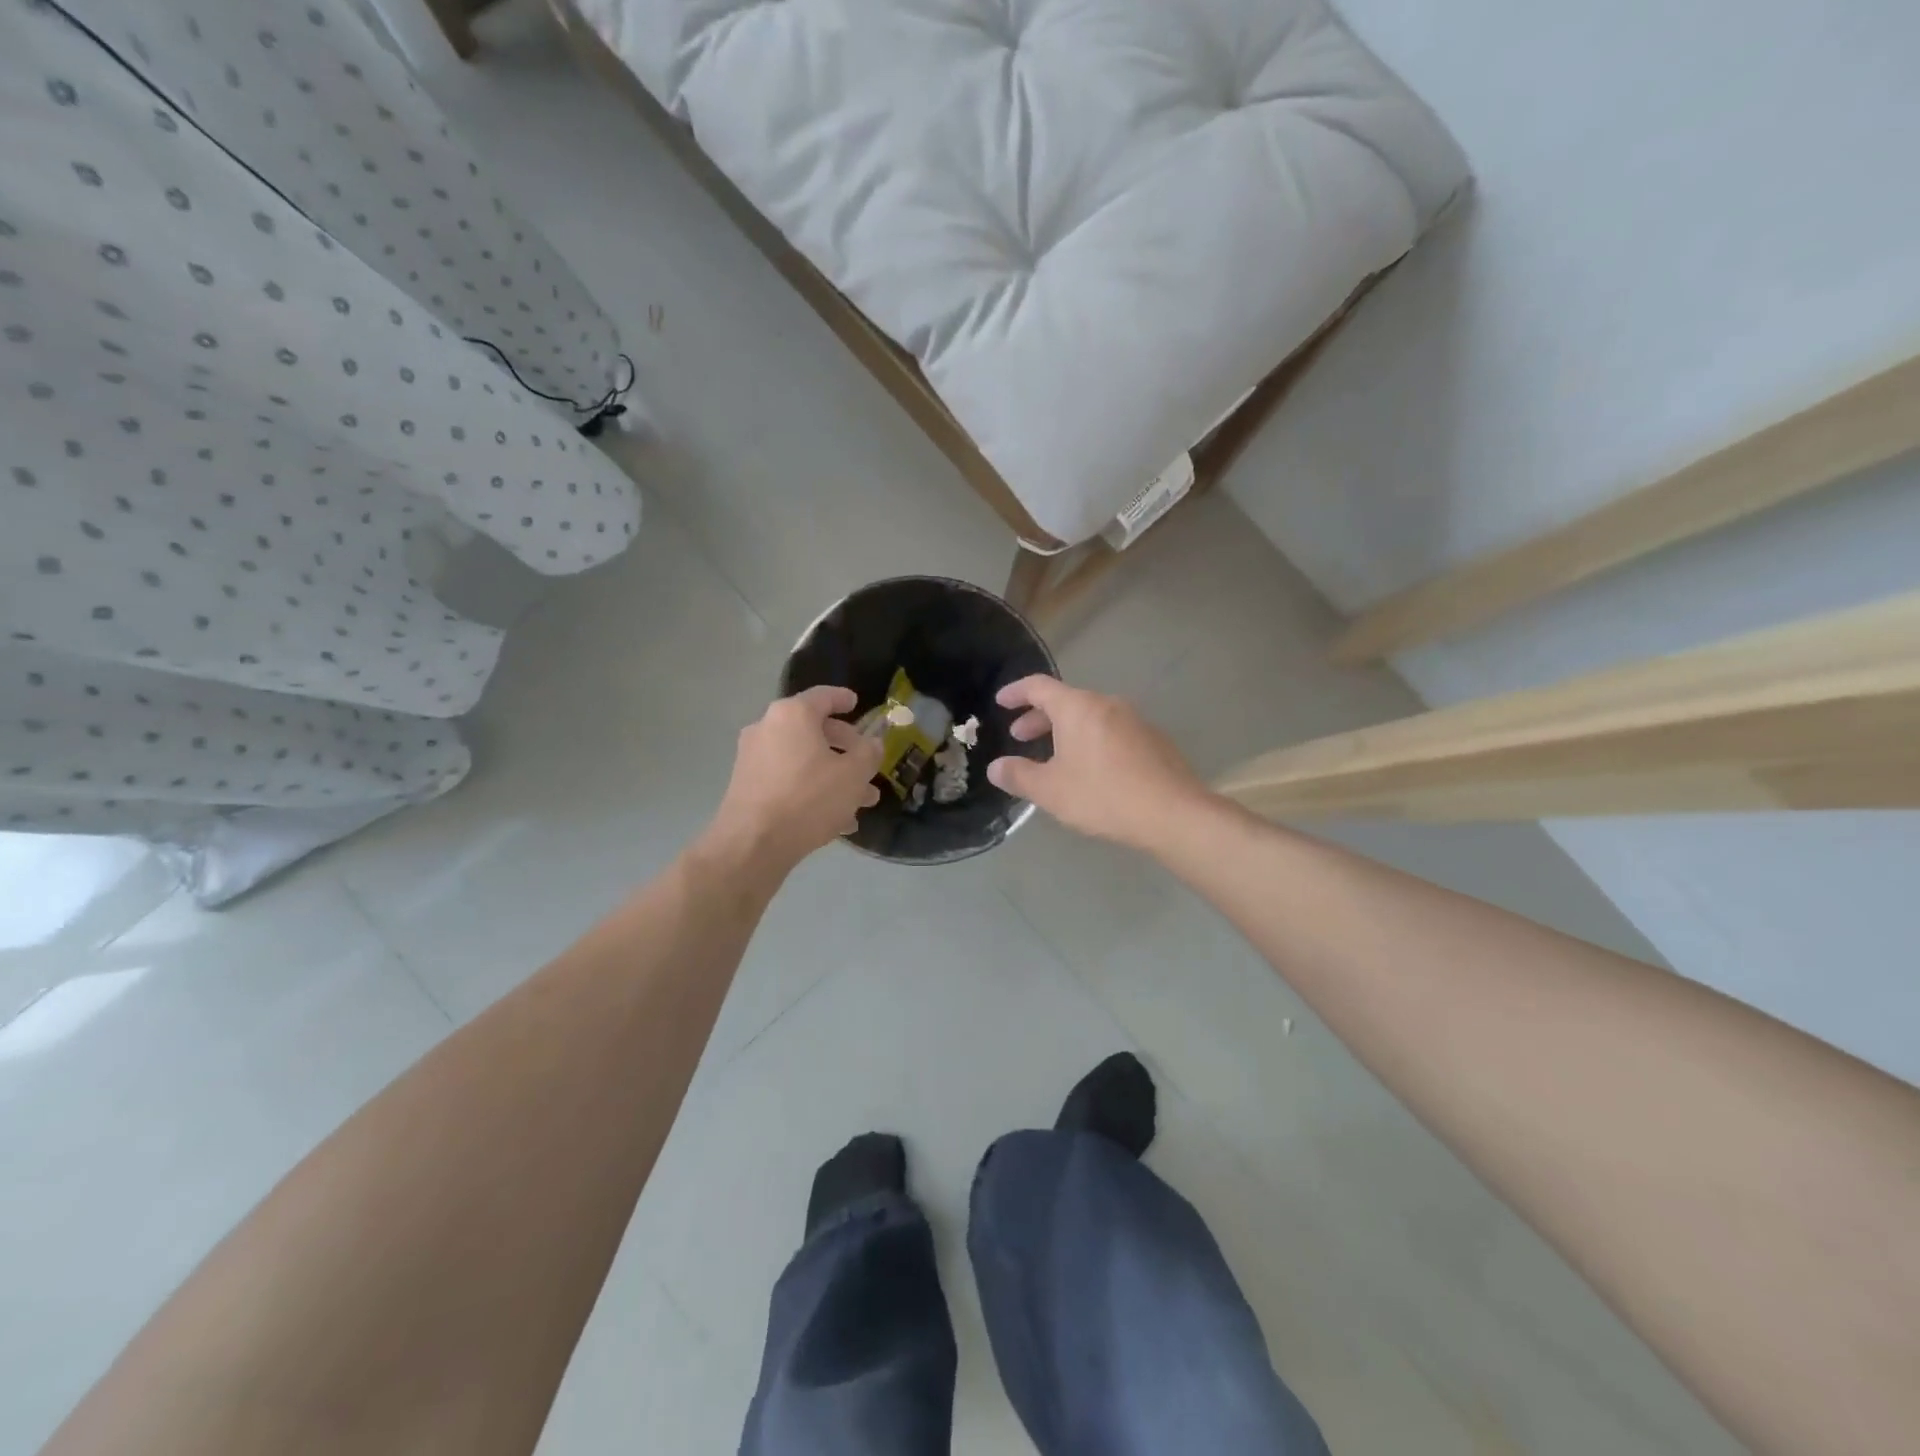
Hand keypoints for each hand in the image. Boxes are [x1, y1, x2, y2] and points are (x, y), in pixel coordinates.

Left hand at [707, 686, 882, 870]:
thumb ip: (868, 753)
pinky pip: (788, 780)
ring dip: (833, 775)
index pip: (823, 696)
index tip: (856, 703)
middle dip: (845, 748)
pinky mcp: (747, 786)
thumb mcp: (853, 775)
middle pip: (813, 730)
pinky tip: (837, 819)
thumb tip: (872, 743)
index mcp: (792, 715)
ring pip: (803, 760)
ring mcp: (753, 758)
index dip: (843, 698)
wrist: (753, 844)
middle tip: (867, 763)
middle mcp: (768, 729)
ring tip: (862, 800)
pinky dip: (812, 790)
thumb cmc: (808, 799)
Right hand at [986, 676, 1208, 849]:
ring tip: (1053, 756)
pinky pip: (1111, 730)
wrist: (1173, 812)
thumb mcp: (1051, 790)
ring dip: (1066, 731)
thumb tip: (996, 767)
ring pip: (1090, 717)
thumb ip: (1019, 776)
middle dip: (1039, 717)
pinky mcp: (1153, 739)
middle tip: (1020, 736)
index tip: (1000, 702)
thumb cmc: (1103, 795)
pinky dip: (1091, 740)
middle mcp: (1107, 704)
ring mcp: (1134, 720)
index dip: (1016, 692)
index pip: (1038, 686)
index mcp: (1078, 707)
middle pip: (1066, 701)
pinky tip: (1090, 769)